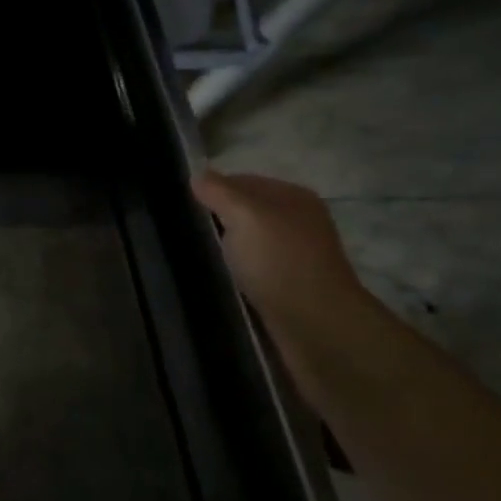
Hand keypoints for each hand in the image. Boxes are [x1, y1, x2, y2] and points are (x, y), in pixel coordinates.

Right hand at [191, 170, 370, 328]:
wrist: (316, 326)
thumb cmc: (279, 261)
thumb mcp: (244, 215)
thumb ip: (219, 192)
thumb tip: (198, 175)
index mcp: (293, 197)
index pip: (244, 181)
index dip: (213, 189)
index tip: (184, 205)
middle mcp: (299, 222)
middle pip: (247, 212)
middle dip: (219, 219)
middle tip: (187, 230)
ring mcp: (296, 256)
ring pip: (250, 242)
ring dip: (227, 248)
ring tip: (198, 255)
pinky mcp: (289, 286)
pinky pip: (254, 268)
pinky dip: (237, 271)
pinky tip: (220, 277)